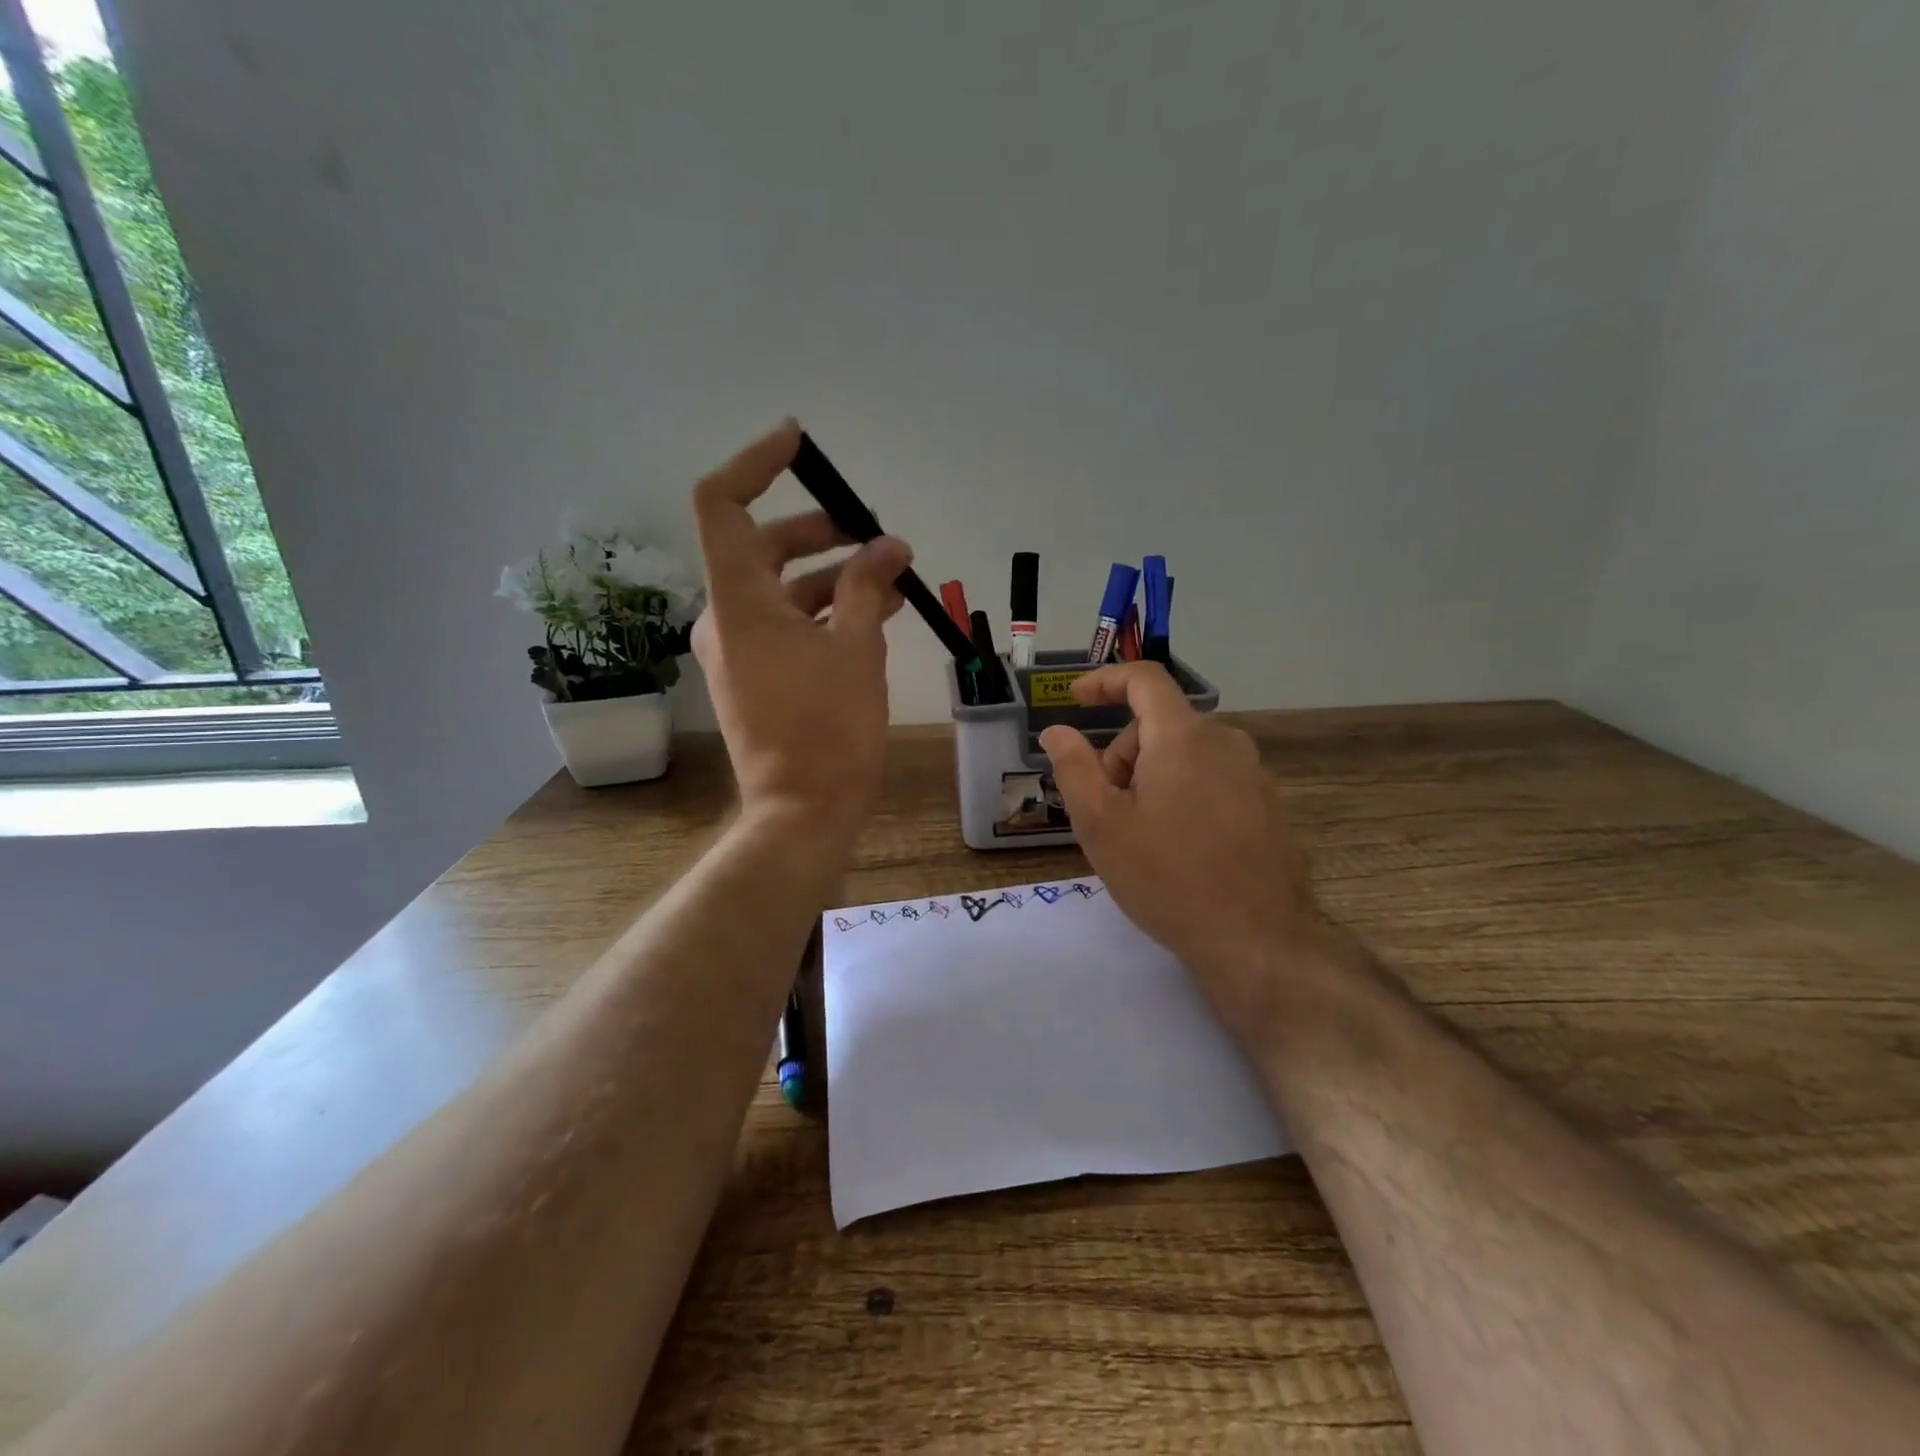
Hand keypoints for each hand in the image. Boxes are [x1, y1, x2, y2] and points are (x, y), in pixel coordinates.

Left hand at [690, 420, 909, 838]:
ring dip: (834, 575)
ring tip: (892, 577)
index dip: (756, 463)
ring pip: (782, 589)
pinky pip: (787, 625)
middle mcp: (726, 618)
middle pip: (763, 546)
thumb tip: (888, 545)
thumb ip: (868, 586)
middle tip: (874, 535)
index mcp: (739, 601)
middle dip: (821, 532)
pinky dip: (825, 611)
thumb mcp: (857, 648)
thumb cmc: (830, 729)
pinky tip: (874, 614)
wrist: (804, 810)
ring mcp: (737, 650)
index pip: (723, 505)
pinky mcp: (755, 676)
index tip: (799, 443)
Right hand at [1038, 664, 1330, 1031]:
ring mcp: (1252, 772)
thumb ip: (1073, 767)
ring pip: (1184, 753)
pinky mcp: (1266, 802)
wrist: (1257, 940)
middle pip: (1159, 724)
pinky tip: (1178, 846)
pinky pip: (1210, 777)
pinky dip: (1181, 792)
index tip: (1075, 699)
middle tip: (1106, 810)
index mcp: (1183, 737)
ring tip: (1141, 836)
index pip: (1144, 679)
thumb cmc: (1167, 878)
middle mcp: (1225, 741)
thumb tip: (1057, 730)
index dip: (1104, 680)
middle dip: (1122, 754)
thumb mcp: (1101, 824)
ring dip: (1150, 777)